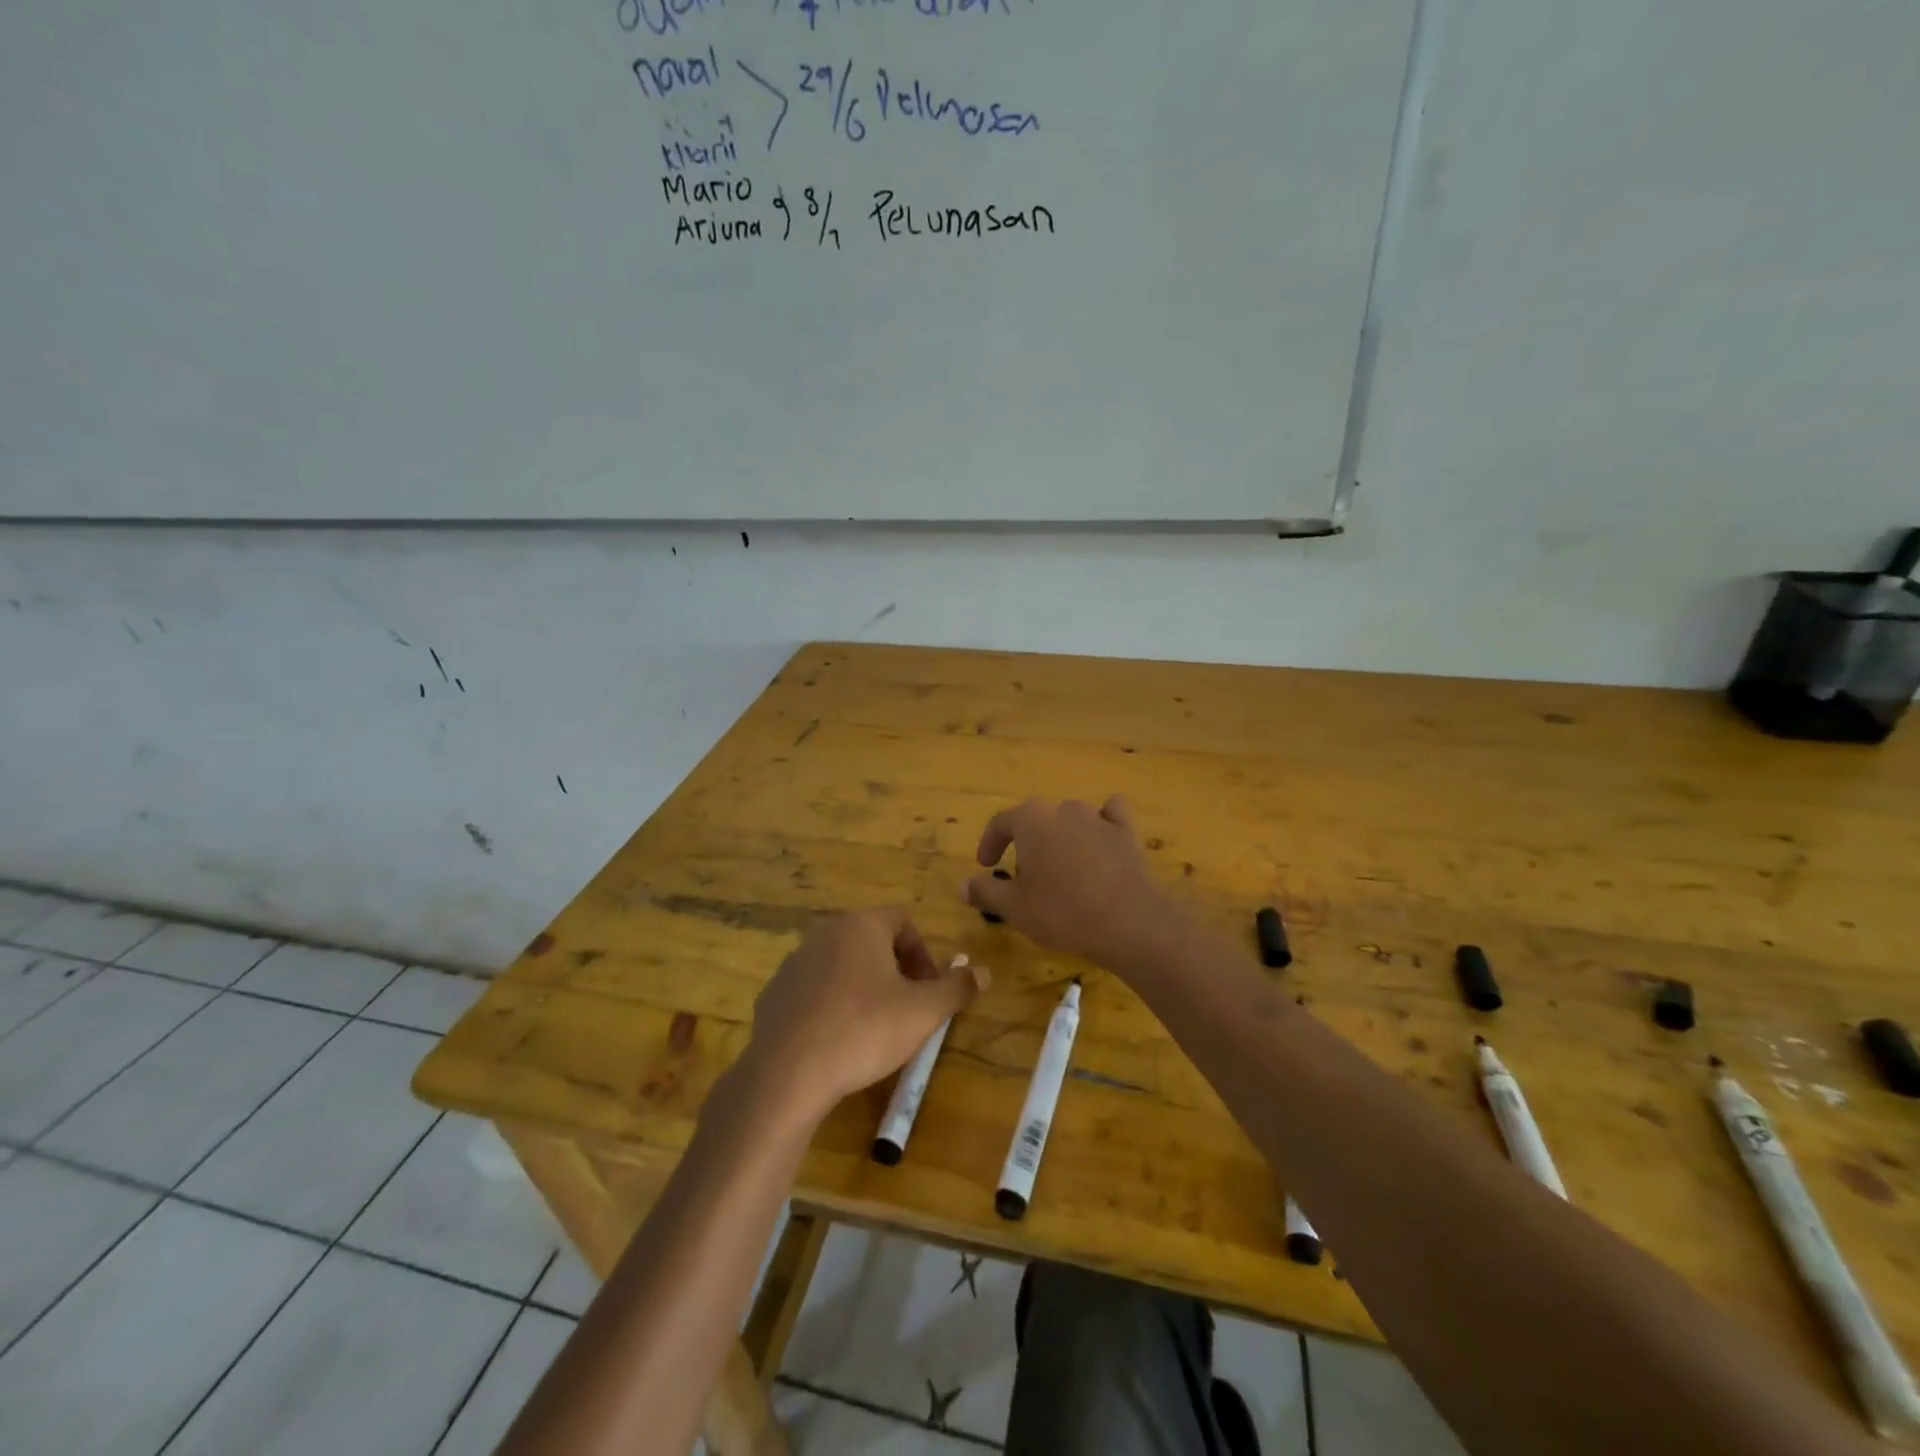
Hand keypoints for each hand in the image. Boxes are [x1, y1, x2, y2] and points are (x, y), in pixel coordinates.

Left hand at [739, 908, 986, 1124]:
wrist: (788, 1074)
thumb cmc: (864, 1030)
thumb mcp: (923, 1012)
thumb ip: (956, 988)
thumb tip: (984, 972)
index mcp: (861, 926)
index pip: (902, 921)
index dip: (922, 953)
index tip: (928, 989)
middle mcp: (825, 933)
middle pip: (871, 941)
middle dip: (894, 970)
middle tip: (906, 1008)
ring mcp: (794, 962)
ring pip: (841, 965)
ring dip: (862, 986)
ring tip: (872, 1027)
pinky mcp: (774, 993)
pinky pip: (813, 990)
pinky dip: (830, 1005)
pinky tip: (836, 1040)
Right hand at [964, 796, 1188, 973]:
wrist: (1128, 921)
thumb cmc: (1062, 912)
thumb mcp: (1014, 908)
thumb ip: (985, 891)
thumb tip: (963, 884)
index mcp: (1031, 820)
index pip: (1001, 821)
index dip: (990, 842)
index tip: (986, 865)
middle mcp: (1063, 810)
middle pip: (1037, 819)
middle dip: (1026, 842)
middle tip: (1024, 875)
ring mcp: (1098, 818)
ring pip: (1071, 818)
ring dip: (1061, 836)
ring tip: (1060, 868)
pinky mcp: (1126, 832)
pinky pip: (1111, 816)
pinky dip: (1103, 824)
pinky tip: (1101, 841)